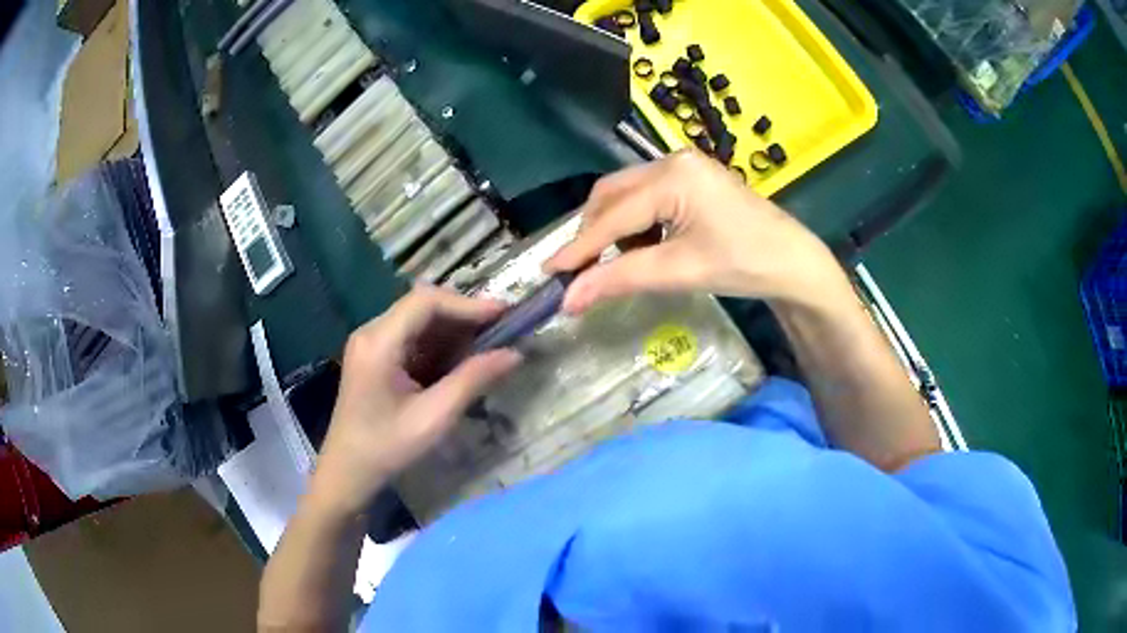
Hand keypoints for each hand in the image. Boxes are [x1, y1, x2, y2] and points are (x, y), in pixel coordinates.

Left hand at [310, 287, 520, 515]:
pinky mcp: (375, 355)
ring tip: (487, 343)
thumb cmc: (387, 448)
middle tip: (500, 329)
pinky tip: (460, 359)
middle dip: (463, 314)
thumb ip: (472, 380)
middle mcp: (371, 332)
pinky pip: (411, 336)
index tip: (503, 314)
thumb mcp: (434, 417)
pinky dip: (439, 342)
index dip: (467, 304)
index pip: (426, 301)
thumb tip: (514, 354)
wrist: (347, 471)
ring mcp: (370, 342)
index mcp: (379, 342)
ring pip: (418, 319)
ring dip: (453, 328)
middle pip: (422, 305)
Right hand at [545, 150, 848, 312]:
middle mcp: (671, 160)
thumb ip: (620, 279)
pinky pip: (646, 195)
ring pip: (626, 194)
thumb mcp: (679, 271)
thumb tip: (567, 300)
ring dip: (613, 228)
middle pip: (612, 194)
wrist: (794, 263)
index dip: (578, 248)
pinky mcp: (691, 178)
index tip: (548, 273)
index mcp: (672, 176)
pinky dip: (635, 222)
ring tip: (619, 262)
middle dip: (593, 233)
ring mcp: (683, 166)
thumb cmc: (743, 264)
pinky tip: (645, 246)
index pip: (612, 215)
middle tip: (580, 271)